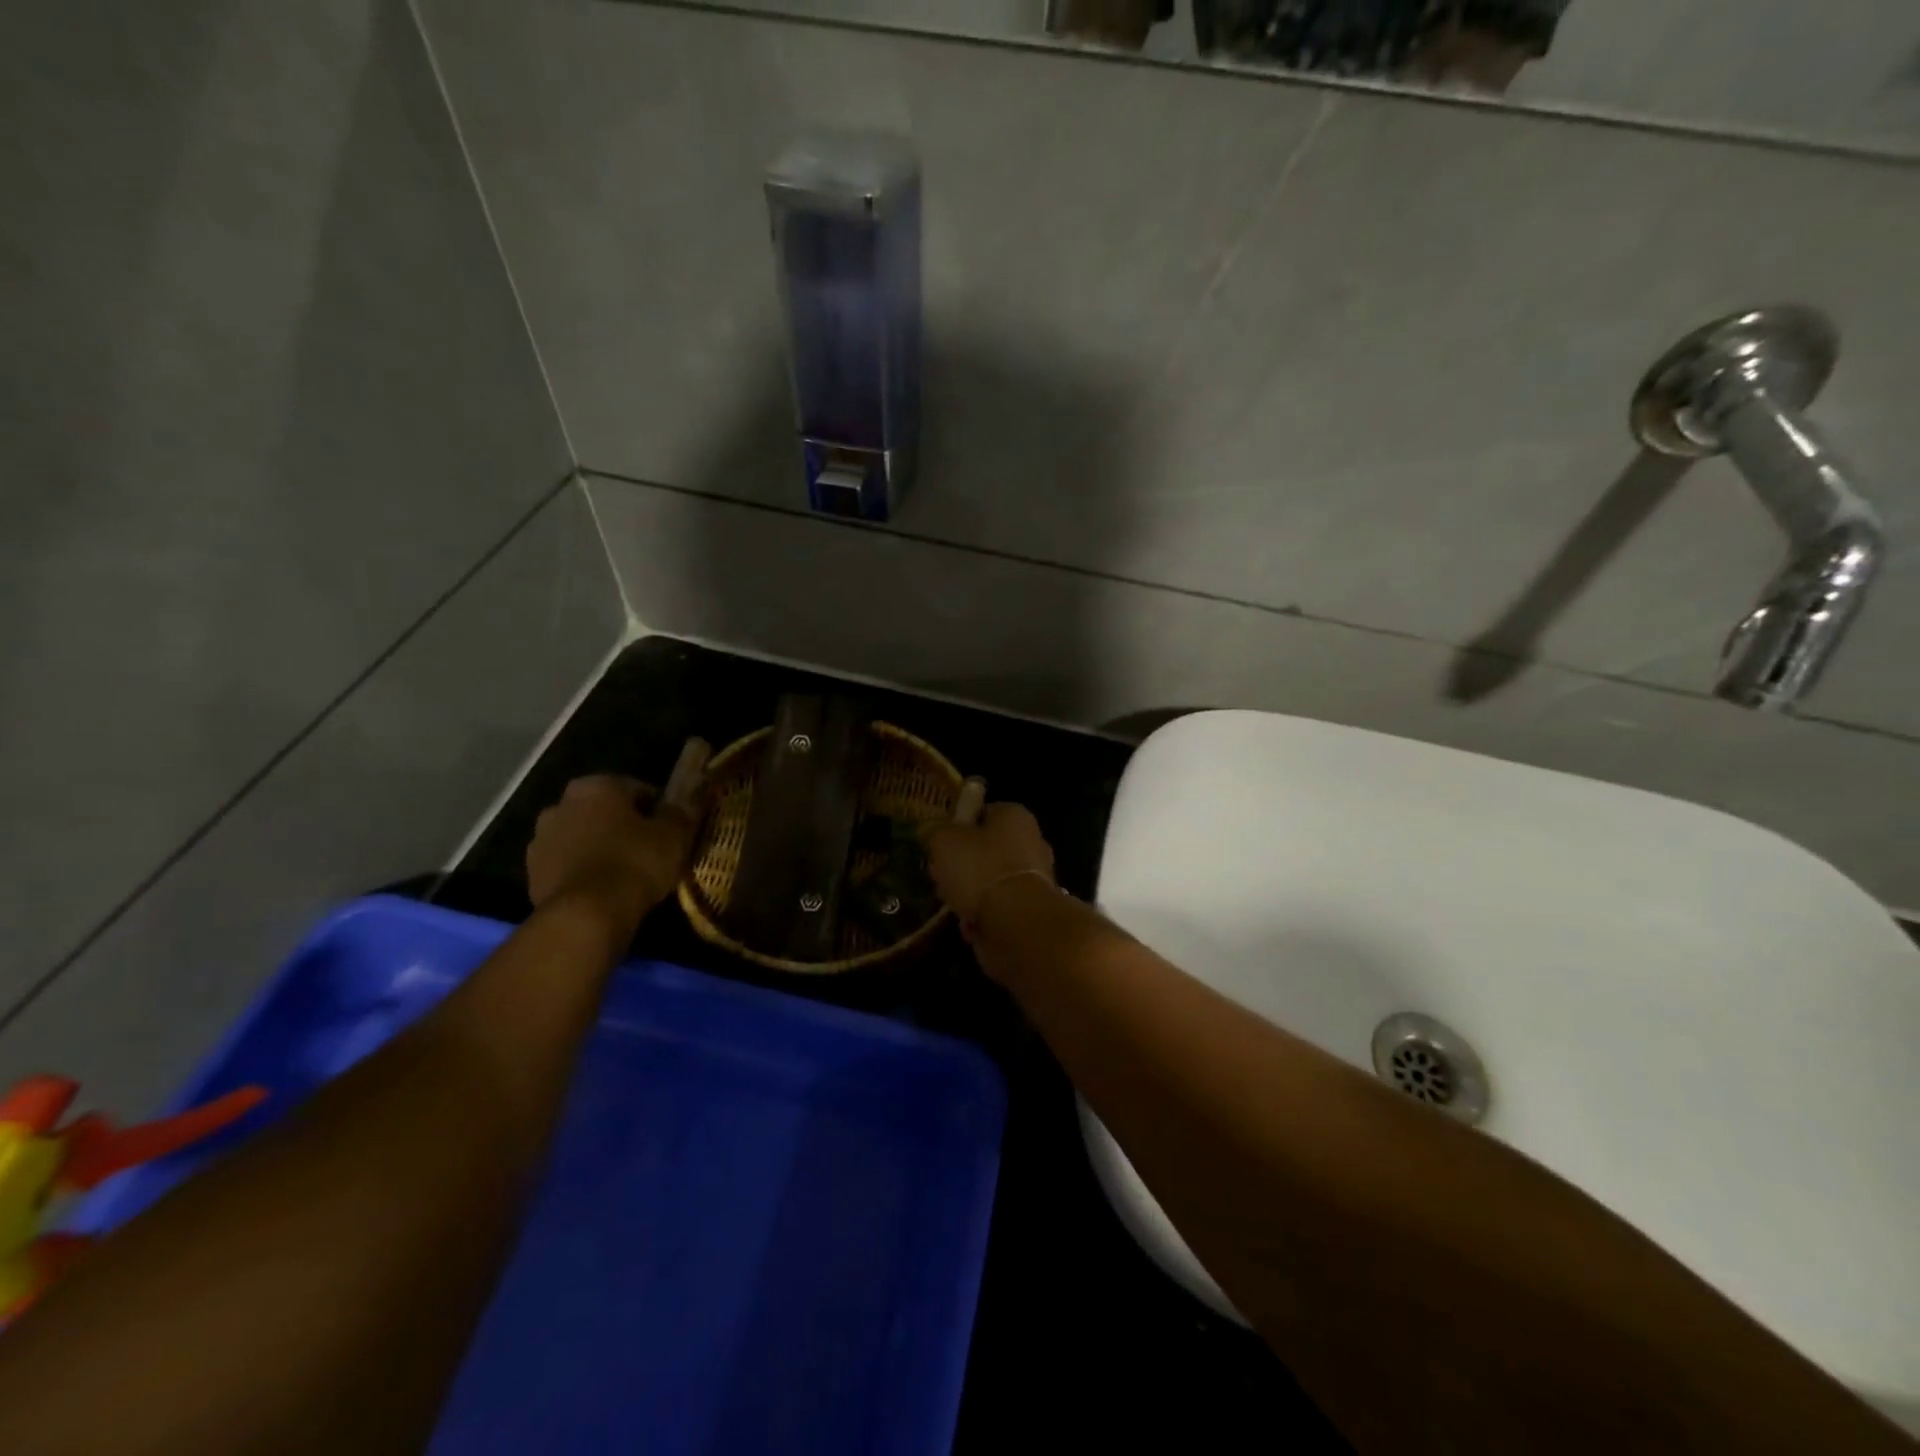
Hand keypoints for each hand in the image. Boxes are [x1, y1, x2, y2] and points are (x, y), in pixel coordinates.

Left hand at [526, 775, 694, 920]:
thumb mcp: (674, 835)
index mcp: (596, 786)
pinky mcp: (532, 875)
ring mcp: (540, 840)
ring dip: (598, 848)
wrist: (586, 914)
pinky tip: (604, 890)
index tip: (669, 829)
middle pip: (602, 812)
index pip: (635, 789)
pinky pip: (567, 866)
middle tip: (647, 849)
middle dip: (622, 826)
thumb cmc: (634, 862)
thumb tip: (679, 807)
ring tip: (625, 873)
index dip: (656, 809)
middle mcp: (561, 804)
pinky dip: (583, 872)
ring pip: (581, 838)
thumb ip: (678, 814)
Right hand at [924, 803, 1056, 936]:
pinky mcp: (1033, 909)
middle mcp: (1032, 841)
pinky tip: (969, 923)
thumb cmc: (980, 869)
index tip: (940, 842)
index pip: (983, 812)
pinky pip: (1000, 906)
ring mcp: (1037, 877)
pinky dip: (984, 914)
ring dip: (972, 892)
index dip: (959, 825)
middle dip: (964, 863)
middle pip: (988, 848)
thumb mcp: (943, 841)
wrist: (1015, 922)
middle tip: (942, 875)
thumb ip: (934, 831)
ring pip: (993, 880)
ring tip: (951, 902)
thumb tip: (930, 830)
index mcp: (1015, 815)